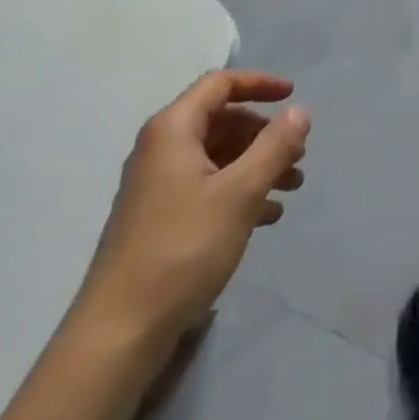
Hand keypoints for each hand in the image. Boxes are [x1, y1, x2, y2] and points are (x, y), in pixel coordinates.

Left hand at [72, 71, 310, 352]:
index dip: (260, 84)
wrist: (118, 335)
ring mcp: (157, 186)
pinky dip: (239, 191)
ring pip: (217, 157)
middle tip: (298, 155)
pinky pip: (207, 187)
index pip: (220, 84)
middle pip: (221, 121)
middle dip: (264, 134)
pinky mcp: (158, 220)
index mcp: (173, 130)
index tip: (293, 97)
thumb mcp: (240, 193)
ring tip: (292, 187)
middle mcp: (161, 149)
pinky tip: (267, 217)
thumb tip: (300, 111)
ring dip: (257, 165)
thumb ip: (275, 147)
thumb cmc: (182, 249)